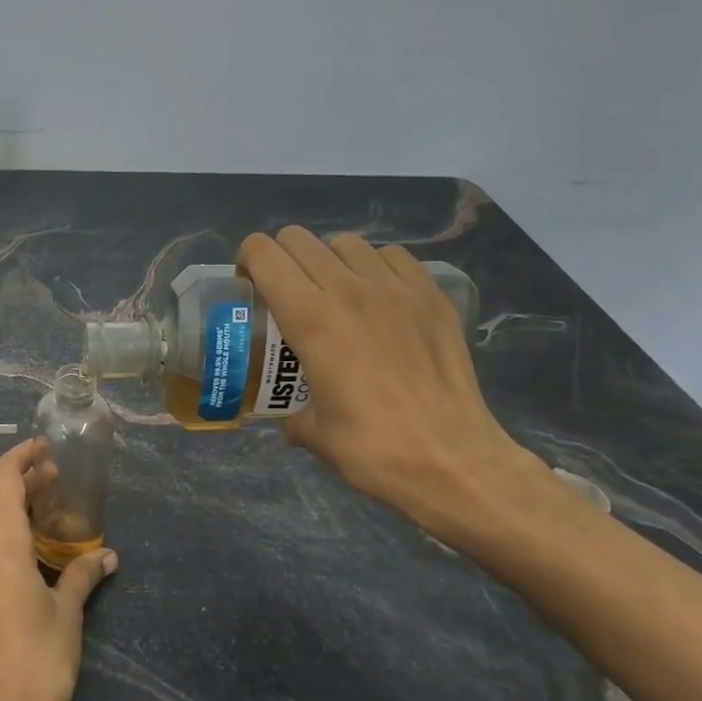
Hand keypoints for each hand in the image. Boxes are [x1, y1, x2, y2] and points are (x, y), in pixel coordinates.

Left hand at [0, 439, 116, 700]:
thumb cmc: (35, 664)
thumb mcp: (66, 616)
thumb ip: (81, 576)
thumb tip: (109, 557)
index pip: (1, 481)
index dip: (21, 458)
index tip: (45, 449)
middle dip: (17, 479)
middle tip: (52, 479)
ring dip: (5, 505)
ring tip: (42, 509)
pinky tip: (24, 550)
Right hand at [238, 227, 552, 544]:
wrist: (454, 461)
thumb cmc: (372, 449)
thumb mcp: (310, 431)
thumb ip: (288, 408)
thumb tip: (285, 409)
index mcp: (310, 319)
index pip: (264, 254)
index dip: (247, 260)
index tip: (249, 286)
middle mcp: (349, 290)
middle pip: (299, 239)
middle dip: (282, 258)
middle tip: (286, 292)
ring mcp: (395, 289)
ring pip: (346, 243)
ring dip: (328, 260)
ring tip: (333, 293)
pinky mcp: (432, 296)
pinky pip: (393, 257)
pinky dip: (375, 267)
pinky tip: (377, 298)